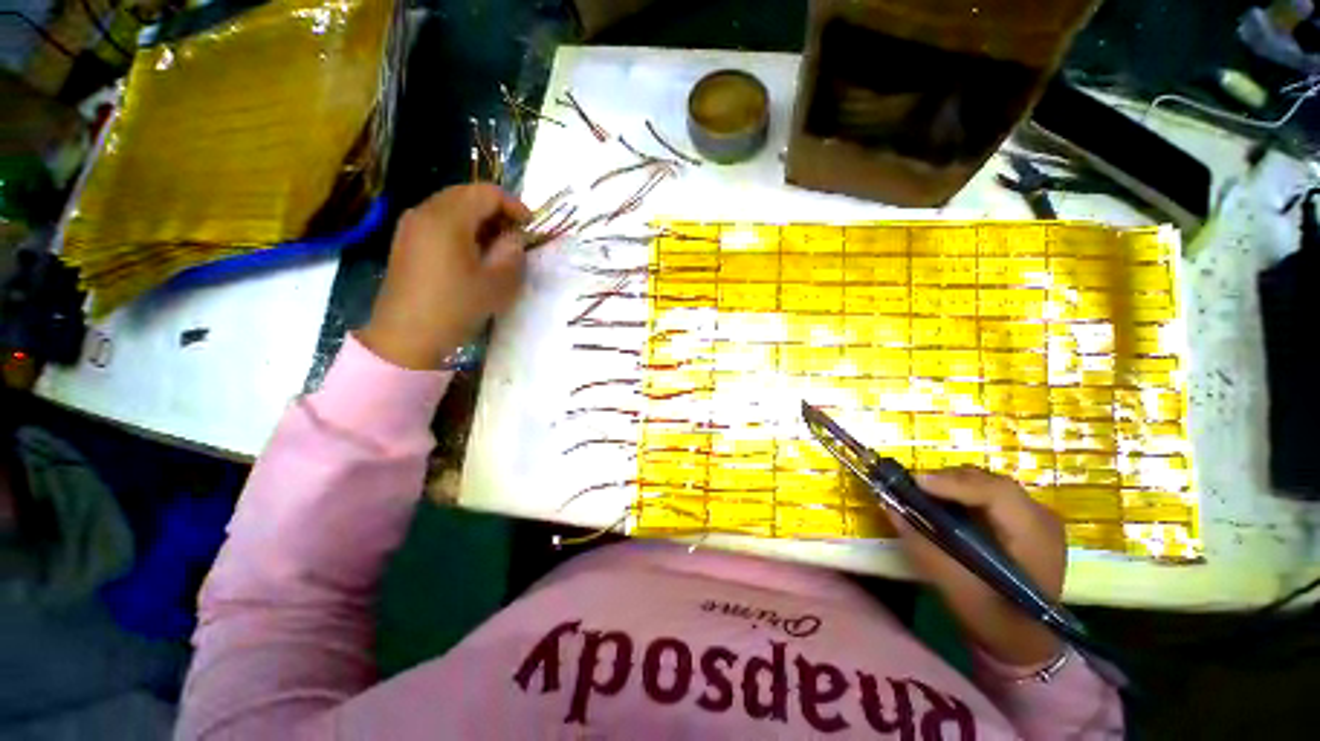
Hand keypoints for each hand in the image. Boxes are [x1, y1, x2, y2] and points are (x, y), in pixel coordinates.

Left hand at [358, 185, 530, 369]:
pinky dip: (461, 228)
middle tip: (515, 236)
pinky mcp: (405, 240)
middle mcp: (425, 211)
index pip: (487, 193)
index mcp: (448, 218)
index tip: (530, 227)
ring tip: (495, 246)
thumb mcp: (499, 282)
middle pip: (466, 194)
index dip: (514, 205)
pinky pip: (438, 221)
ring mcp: (410, 225)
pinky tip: (471, 253)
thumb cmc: (457, 306)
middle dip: (496, 210)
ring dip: (478, 219)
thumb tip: (513, 236)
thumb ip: (513, 251)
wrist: (407, 335)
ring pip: (451, 206)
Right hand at [890, 466, 1066, 666]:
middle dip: (947, 480)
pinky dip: (960, 493)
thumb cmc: (994, 619)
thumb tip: (890, 506)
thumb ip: (922, 544)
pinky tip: (943, 504)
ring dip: (952, 484)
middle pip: (990, 482)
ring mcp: (1034, 517)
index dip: (953, 483)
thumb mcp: (954, 586)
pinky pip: (988, 494)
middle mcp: (1041, 518)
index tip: (915, 483)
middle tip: (912, 488)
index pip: (996, 492)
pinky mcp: (1023, 521)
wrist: (1025, 641)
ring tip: (923, 494)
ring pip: (987, 483)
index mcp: (1035, 537)